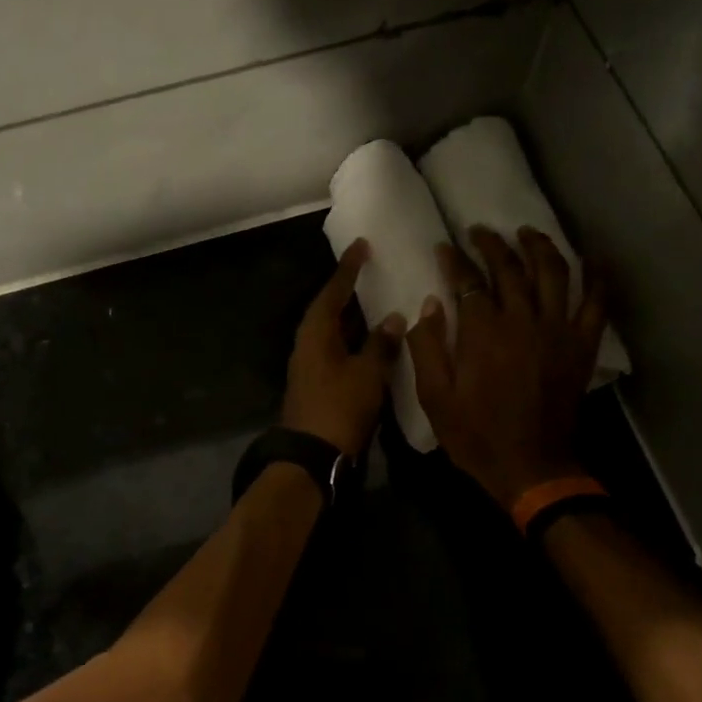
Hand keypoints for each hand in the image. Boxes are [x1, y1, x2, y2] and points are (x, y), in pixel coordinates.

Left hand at [282, 239, 405, 455]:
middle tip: (371, 271)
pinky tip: (375, 342)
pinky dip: (355, 341)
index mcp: (316, 333)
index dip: (348, 269)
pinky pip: (338, 351)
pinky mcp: (318, 384)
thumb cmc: (339, 407)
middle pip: (329, 310)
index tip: (362, 246)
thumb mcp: (367, 373)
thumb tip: (393, 318)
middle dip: (349, 292)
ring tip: (379, 301)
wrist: (312, 456)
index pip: (333, 292)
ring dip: (355, 319)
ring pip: (335, 332)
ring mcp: (311, 366)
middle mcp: (308, 344)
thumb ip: (381, 344)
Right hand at [406, 226, 606, 510]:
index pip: (468, 280)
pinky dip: (597, 277)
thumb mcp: (434, 397)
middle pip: (510, 268)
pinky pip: (595, 303)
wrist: (530, 467)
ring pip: (553, 273)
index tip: (444, 247)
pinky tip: (592, 258)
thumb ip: (427, 347)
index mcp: (483, 332)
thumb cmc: (475, 434)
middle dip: (492, 244)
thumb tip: (430, 304)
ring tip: (527, 232)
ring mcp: (558, 331)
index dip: (454, 259)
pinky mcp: (581, 346)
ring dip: (539, 246)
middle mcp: (523, 320)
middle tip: (479, 231)